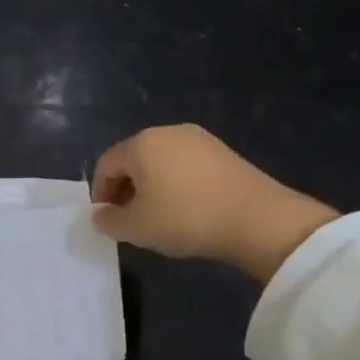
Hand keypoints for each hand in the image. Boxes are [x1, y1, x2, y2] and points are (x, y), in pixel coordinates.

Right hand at [90, 125, 338, 282]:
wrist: (259, 220)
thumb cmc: (185, 219)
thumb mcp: (135, 228)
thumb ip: (108, 221)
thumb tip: (101, 215)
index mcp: (141, 144)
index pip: (106, 165)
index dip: (100, 193)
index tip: (107, 219)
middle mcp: (167, 132)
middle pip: (133, 160)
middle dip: (125, 189)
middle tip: (130, 219)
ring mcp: (199, 139)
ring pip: (160, 162)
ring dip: (151, 187)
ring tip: (158, 216)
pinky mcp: (224, 152)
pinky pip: (186, 166)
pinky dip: (177, 184)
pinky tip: (186, 209)